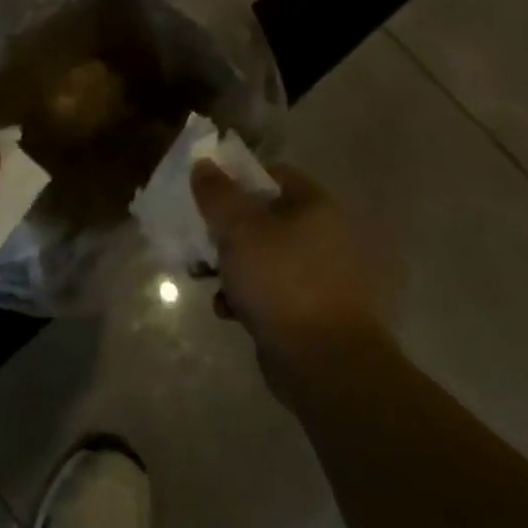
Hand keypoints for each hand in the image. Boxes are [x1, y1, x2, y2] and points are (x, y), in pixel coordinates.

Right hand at [191, 161, 400, 371]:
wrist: (325, 363)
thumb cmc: (281, 282)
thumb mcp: (238, 229)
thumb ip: (217, 194)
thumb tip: (204, 164)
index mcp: (316, 207)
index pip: (274, 175)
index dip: (238, 179)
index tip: (209, 197)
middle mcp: (326, 236)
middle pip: (265, 217)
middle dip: (228, 230)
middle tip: (201, 241)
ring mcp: (322, 276)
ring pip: (265, 256)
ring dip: (233, 266)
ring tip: (207, 280)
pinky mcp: (314, 310)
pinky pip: (273, 290)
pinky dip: (249, 296)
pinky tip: (229, 311)